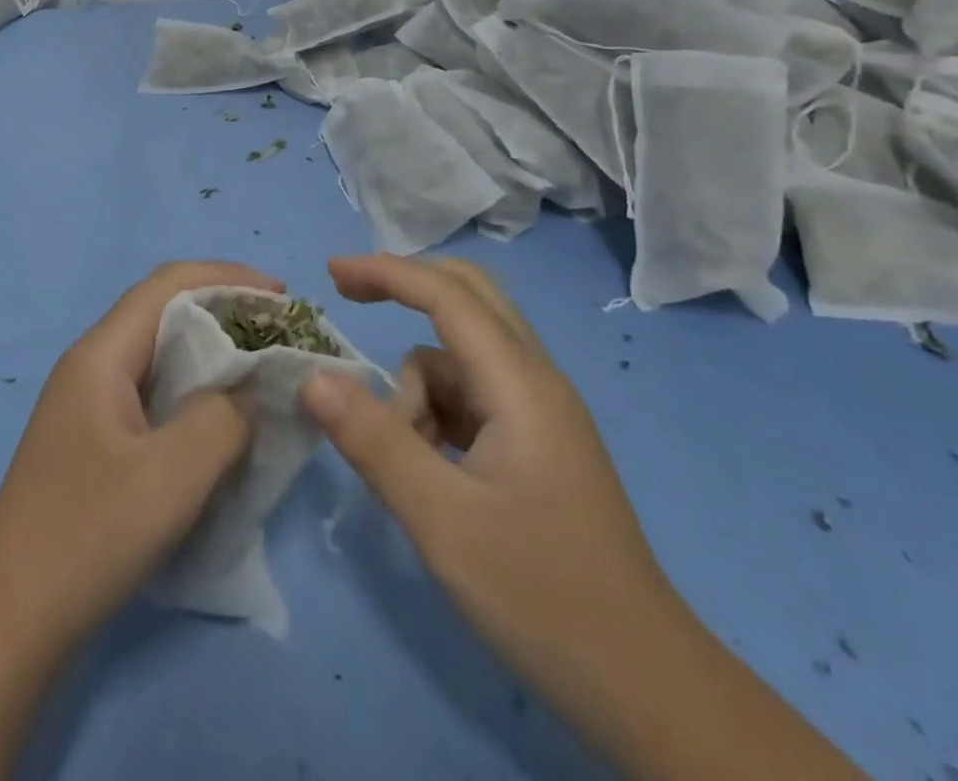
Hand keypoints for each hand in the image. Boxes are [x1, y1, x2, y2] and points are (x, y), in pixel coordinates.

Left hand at [0, 260, 278, 651]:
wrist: (9, 620)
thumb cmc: (87, 536)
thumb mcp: (171, 477)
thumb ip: (222, 419)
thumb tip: (247, 393)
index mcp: (102, 354)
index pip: (168, 284)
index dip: (228, 277)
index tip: (283, 297)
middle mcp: (93, 364)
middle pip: (165, 312)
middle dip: (226, 311)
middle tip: (282, 335)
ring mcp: (91, 403)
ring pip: (162, 354)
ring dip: (214, 353)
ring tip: (263, 372)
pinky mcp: (97, 439)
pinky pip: (156, 393)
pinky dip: (197, 391)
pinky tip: (224, 421)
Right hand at [301, 256, 866, 780]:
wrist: (644, 685)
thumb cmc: (542, 595)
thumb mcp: (442, 520)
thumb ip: (374, 441)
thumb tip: (312, 378)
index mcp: (520, 383)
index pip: (447, 294)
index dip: (385, 271)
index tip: (330, 272)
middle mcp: (535, 380)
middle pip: (467, 297)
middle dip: (405, 287)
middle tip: (349, 297)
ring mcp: (540, 412)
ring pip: (460, 357)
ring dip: (417, 384)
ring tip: (405, 460)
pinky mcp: (536, 443)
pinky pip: (470, 395)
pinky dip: (435, 411)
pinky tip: (430, 472)